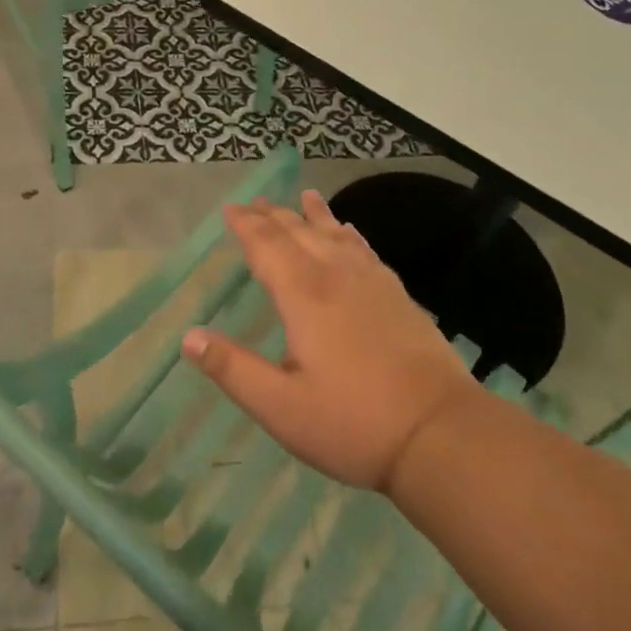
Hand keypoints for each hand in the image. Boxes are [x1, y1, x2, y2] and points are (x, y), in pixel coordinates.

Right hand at [181, 191, 483, 492]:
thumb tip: (189, 337)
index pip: (267, 246)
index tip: (230, 209)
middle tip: (255, 201)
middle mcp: (337, 276)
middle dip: (274, 215)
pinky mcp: (398, 296)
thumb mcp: (280, 407)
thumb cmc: (353, 423)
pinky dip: (350, 233)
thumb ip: (233, 369)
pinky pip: (365, 249)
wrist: (441, 433)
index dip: (246, 226)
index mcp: (304, 296)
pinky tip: (349, 232)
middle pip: (299, 233)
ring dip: (314, 215)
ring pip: (336, 235)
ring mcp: (373, 283)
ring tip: (303, 197)